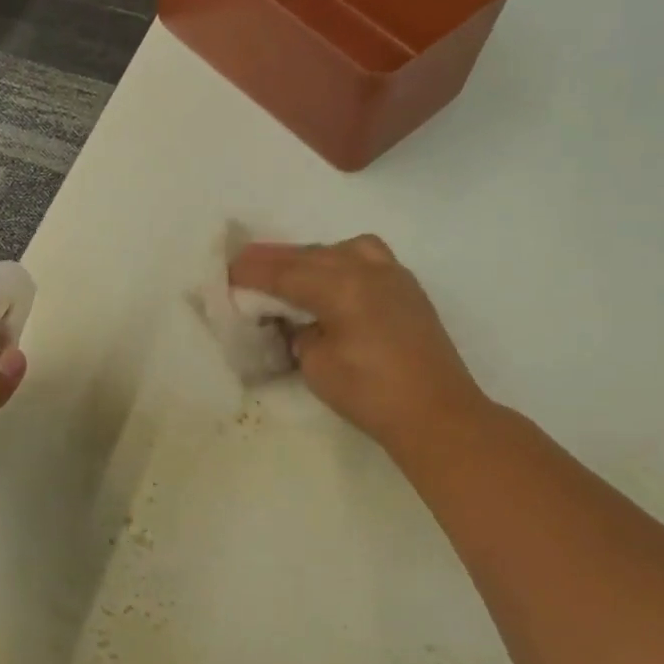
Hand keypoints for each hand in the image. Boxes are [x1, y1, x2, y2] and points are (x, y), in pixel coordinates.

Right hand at [230, 236, 491, 461]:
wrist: (437, 414)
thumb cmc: (370, 394)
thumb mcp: (316, 365)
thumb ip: (299, 333)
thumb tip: (298, 321)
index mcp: (341, 285)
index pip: (285, 272)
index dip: (252, 272)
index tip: (226, 271)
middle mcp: (367, 268)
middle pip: (310, 254)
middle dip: (275, 259)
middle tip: (244, 263)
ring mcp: (392, 274)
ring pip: (340, 249)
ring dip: (309, 257)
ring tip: (288, 271)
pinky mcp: (406, 288)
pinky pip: (365, 258)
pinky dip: (338, 261)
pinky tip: (330, 279)